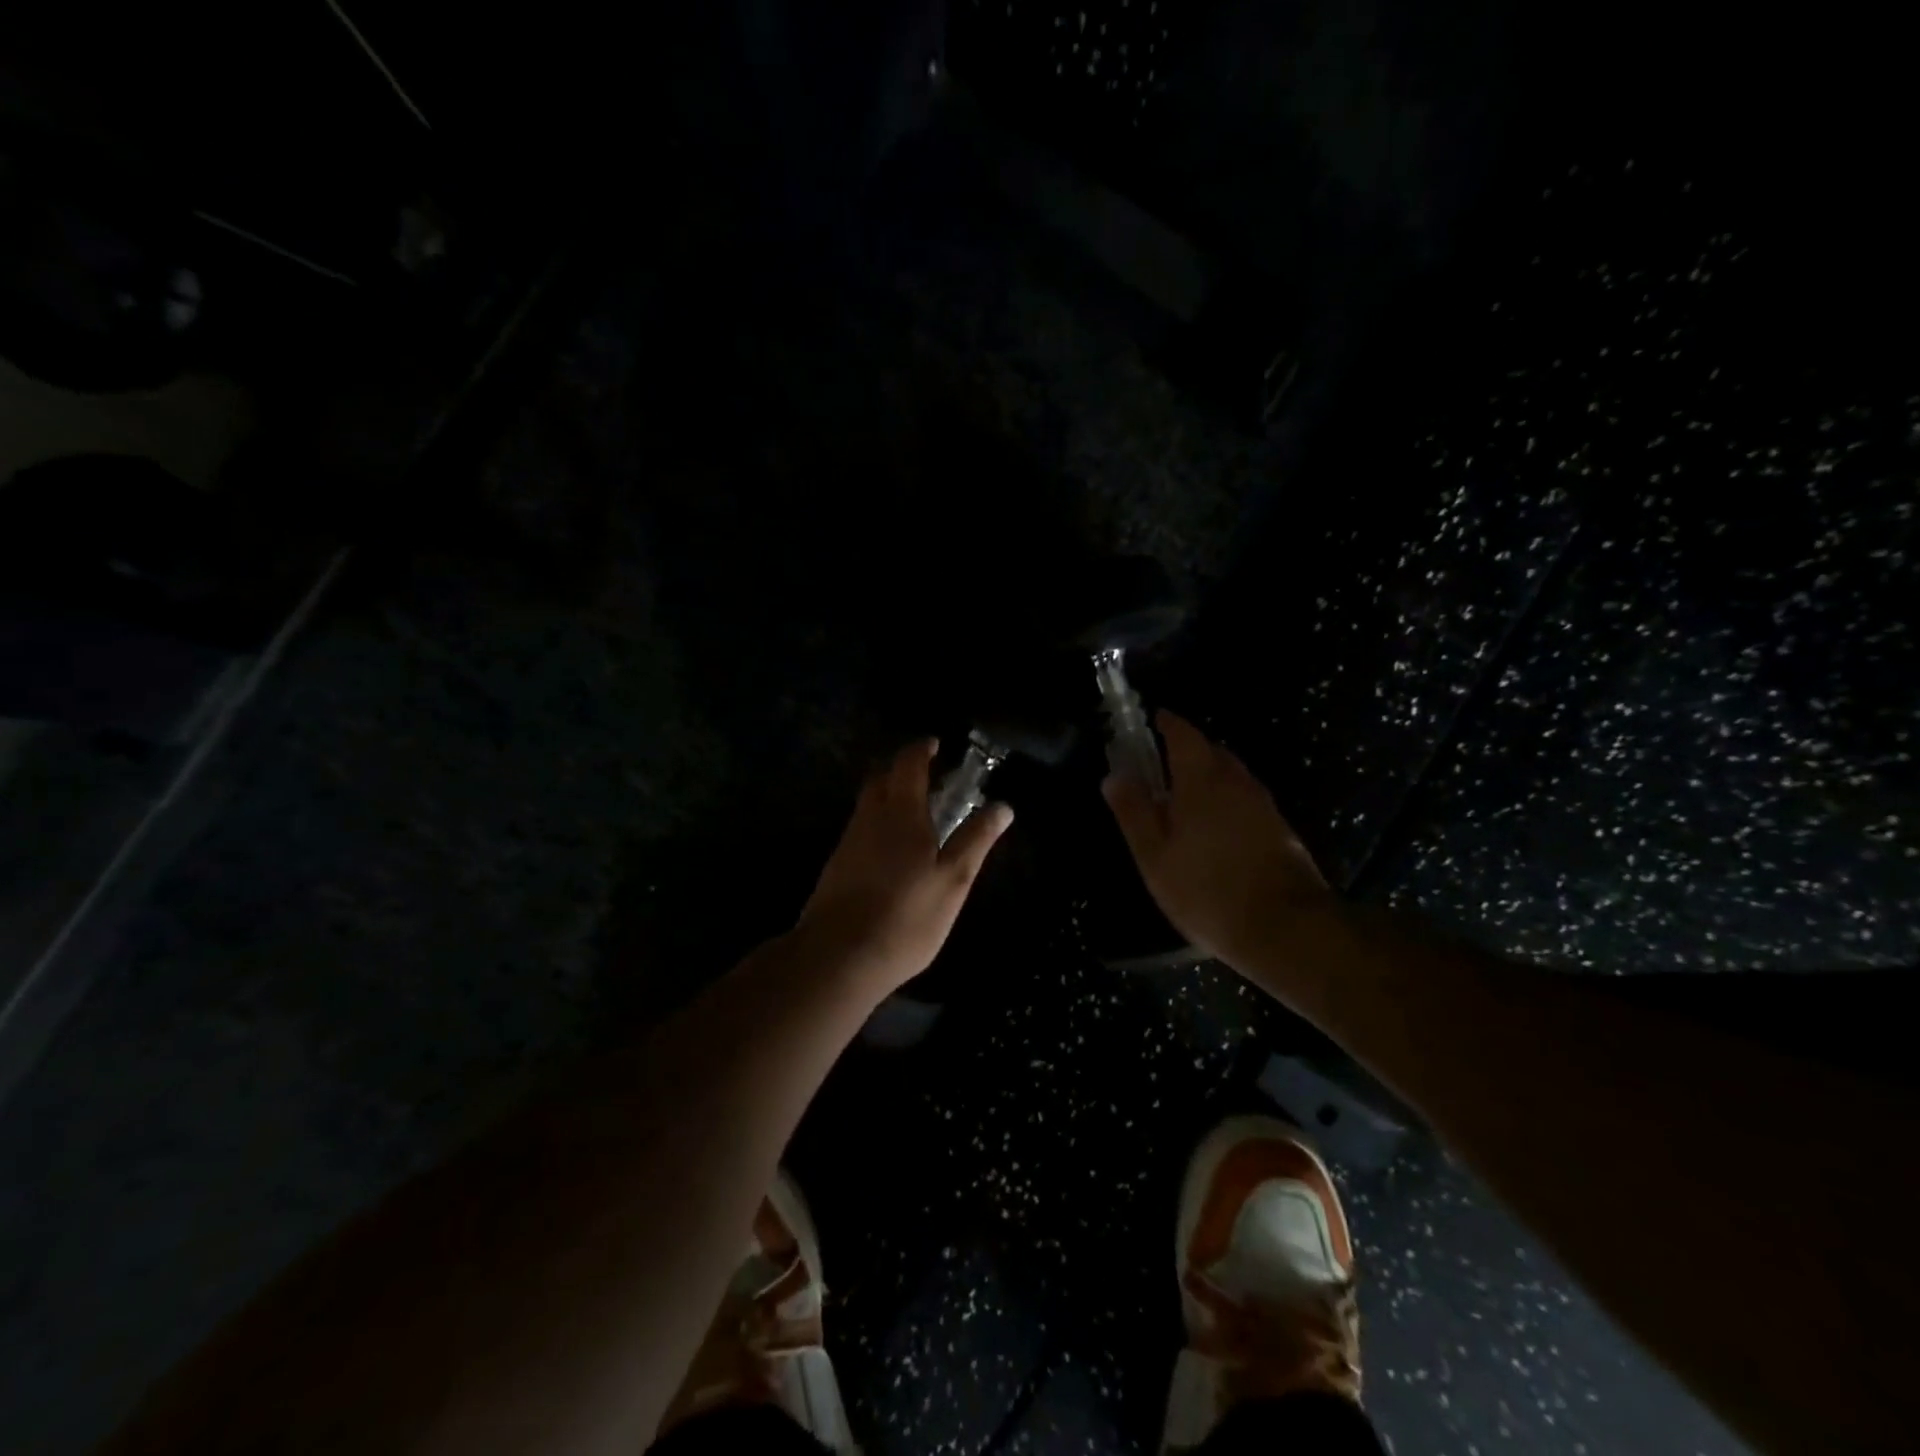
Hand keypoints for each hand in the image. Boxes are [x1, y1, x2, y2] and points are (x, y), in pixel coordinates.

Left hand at [797, 740, 1012, 992]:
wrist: (838, 957)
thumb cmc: (906, 917)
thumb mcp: (953, 881)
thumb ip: (976, 840)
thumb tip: (1003, 806)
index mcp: (901, 812)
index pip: (908, 763)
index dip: (922, 749)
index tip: (936, 745)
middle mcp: (870, 817)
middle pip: (881, 777)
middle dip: (902, 769)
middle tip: (928, 777)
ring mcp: (848, 841)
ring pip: (868, 804)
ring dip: (889, 796)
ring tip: (916, 814)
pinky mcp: (836, 865)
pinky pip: (860, 828)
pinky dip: (878, 823)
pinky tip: (892, 850)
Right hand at [1104, 711, 1332, 966]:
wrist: (1285, 929)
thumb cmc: (1206, 889)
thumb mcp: (1154, 855)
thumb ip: (1134, 812)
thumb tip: (1114, 775)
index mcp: (1202, 779)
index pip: (1184, 734)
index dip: (1167, 724)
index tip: (1152, 720)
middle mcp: (1237, 782)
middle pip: (1211, 751)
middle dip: (1187, 751)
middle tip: (1162, 767)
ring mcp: (1264, 805)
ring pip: (1232, 777)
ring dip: (1209, 777)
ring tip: (1185, 800)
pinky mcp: (1281, 830)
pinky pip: (1246, 800)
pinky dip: (1227, 801)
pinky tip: (1216, 829)